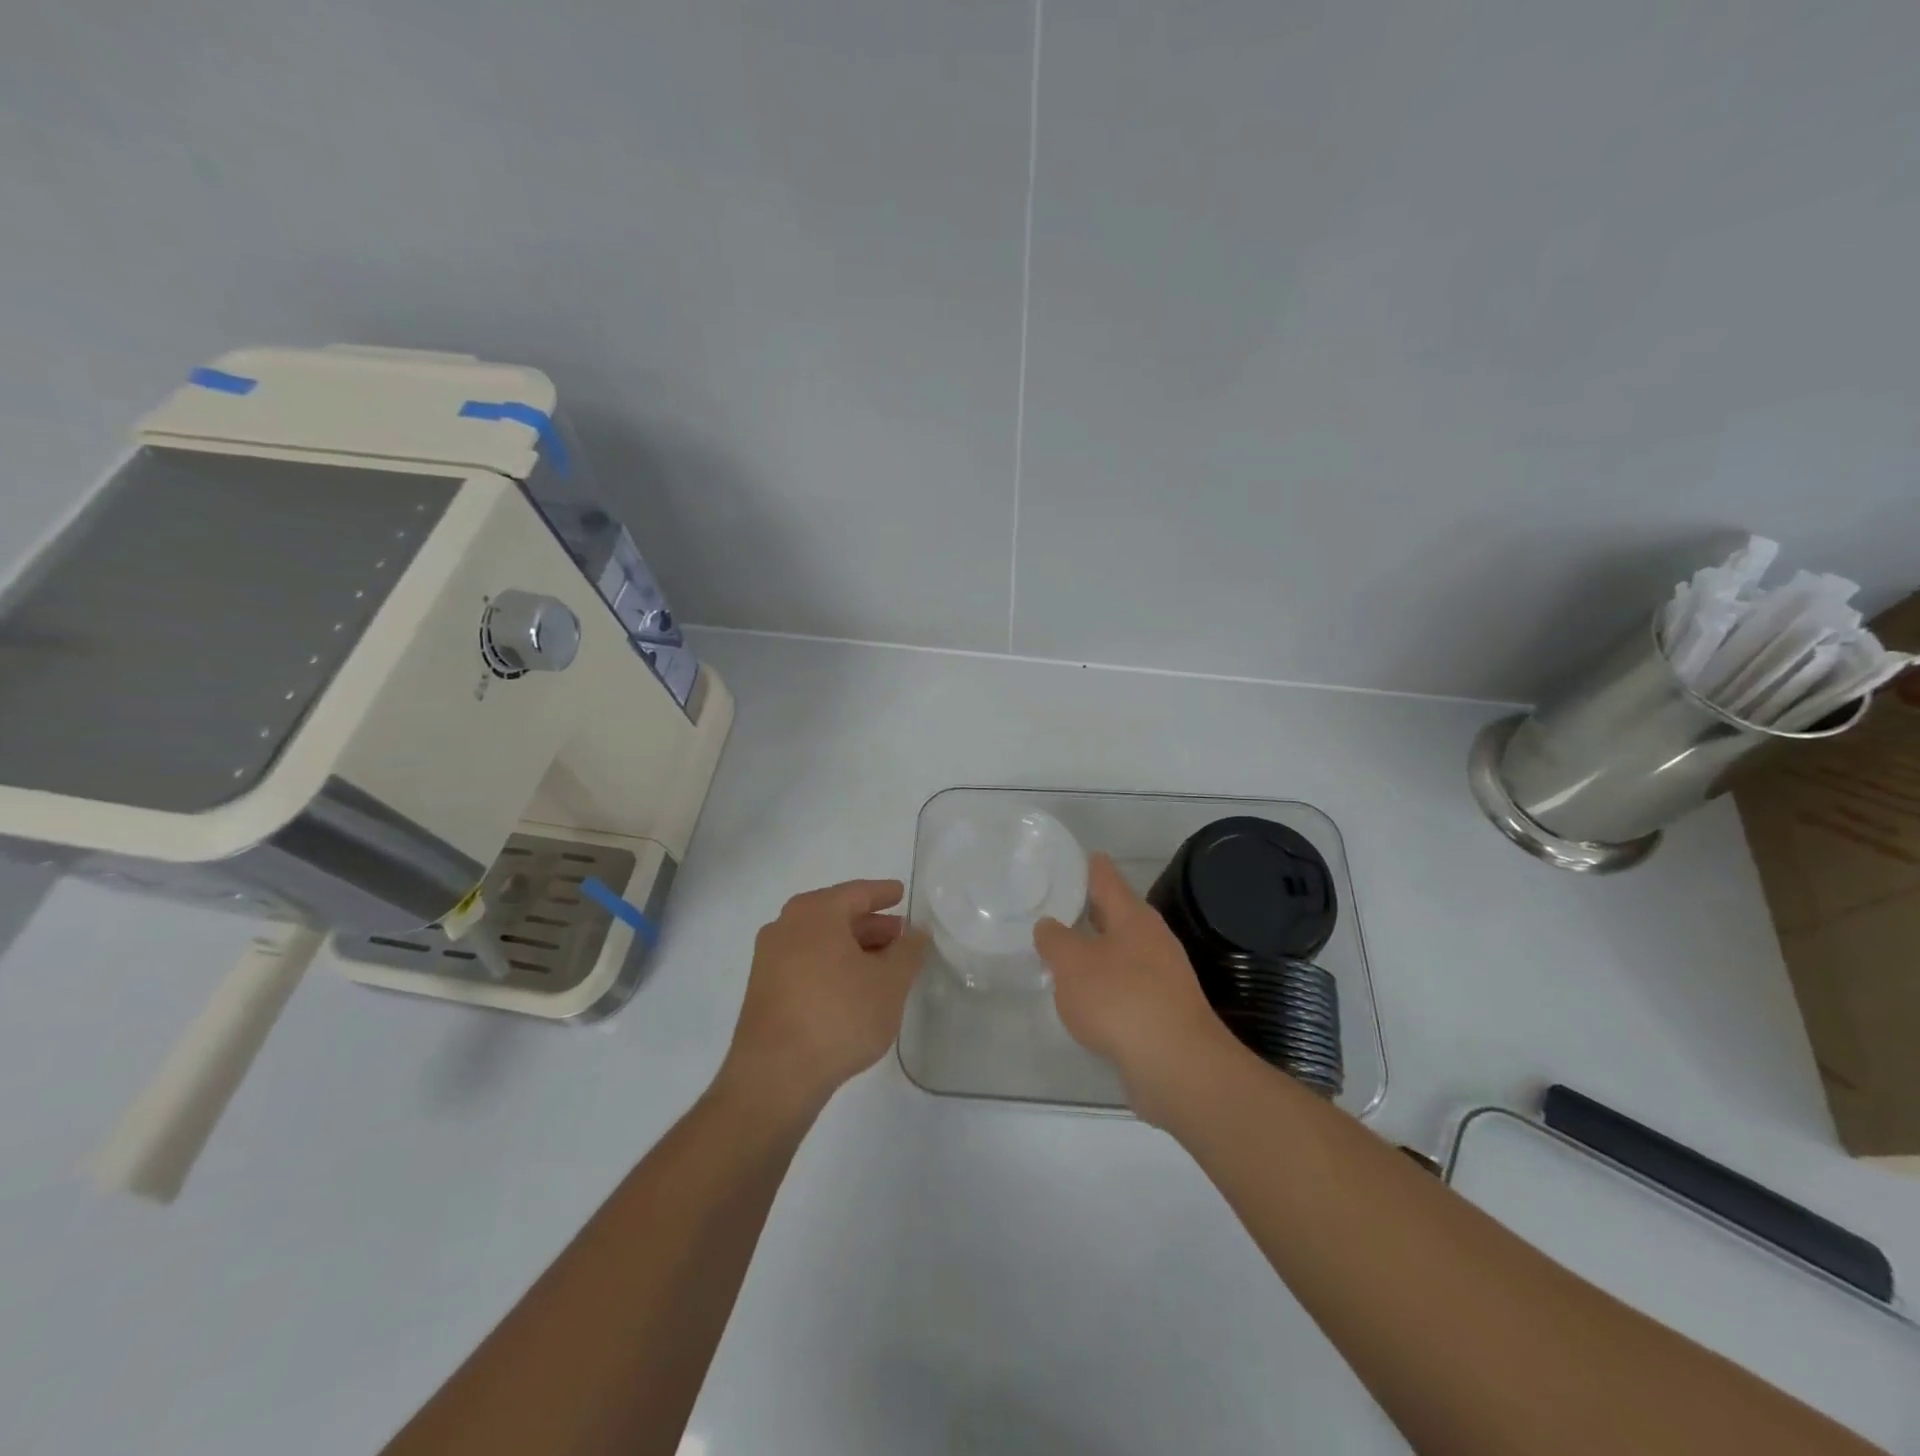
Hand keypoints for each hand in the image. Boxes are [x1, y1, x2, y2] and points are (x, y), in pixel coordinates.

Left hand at [718, 879, 927, 1118]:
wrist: (776, 1075)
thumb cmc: (839, 1015)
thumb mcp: (889, 983)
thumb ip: (907, 952)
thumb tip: (915, 933)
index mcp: (816, 912)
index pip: (857, 892)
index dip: (883, 893)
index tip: (901, 893)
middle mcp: (786, 925)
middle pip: (836, 915)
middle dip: (870, 924)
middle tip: (899, 935)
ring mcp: (769, 958)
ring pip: (820, 941)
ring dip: (852, 947)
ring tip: (882, 964)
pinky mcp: (763, 989)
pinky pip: (805, 962)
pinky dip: (832, 965)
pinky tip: (853, 987)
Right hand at [1034, 854, 1240, 1122]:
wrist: (1176, 1065)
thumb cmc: (1120, 1000)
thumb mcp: (1072, 964)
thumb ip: (1055, 940)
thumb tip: (1050, 926)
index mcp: (1133, 916)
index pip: (1106, 877)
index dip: (1086, 866)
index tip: (1066, 860)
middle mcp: (1152, 938)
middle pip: (1116, 914)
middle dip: (1087, 910)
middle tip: (1053, 907)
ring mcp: (1163, 975)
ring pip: (1121, 951)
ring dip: (1095, 950)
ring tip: (1061, 953)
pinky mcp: (1164, 1010)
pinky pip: (1127, 985)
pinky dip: (1105, 984)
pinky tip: (1085, 998)